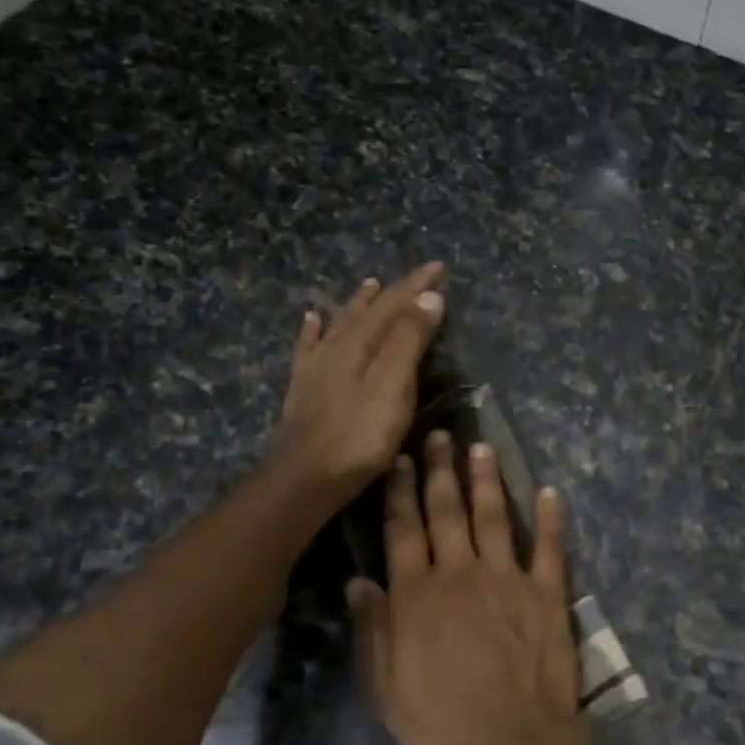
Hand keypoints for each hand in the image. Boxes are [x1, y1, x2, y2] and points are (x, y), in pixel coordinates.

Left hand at [273, 263, 445, 504]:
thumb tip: (429, 297)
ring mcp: (317, 367)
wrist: (304, 477)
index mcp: (361, 343)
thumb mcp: (393, 387)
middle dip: (395, 291)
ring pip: (340, 323)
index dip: (417, 285)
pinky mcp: (304, 389)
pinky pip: (308, 347)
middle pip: (369, 310)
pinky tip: (312, 319)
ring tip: (369, 285)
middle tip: (418, 277)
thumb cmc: (359, 436)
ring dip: (358, 303)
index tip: (440, 267)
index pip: (394, 304)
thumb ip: (409, 341)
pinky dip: (314, 329)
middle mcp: (337, 346)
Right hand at [349, 430, 586, 744]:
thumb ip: (374, 630)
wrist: (514, 743)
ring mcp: (508, 579)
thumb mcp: (387, 687)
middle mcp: (461, 573)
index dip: (400, 492)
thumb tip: (359, 582)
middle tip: (439, 435)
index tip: (399, 461)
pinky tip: (549, 491)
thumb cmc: (442, 722)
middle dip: (440, 470)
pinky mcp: (547, 593)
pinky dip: (551, 518)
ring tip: (482, 448)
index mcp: (418, 595)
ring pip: (495, 517)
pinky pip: (550, 547)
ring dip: (487, 480)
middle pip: (447, 512)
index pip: (404, 530)